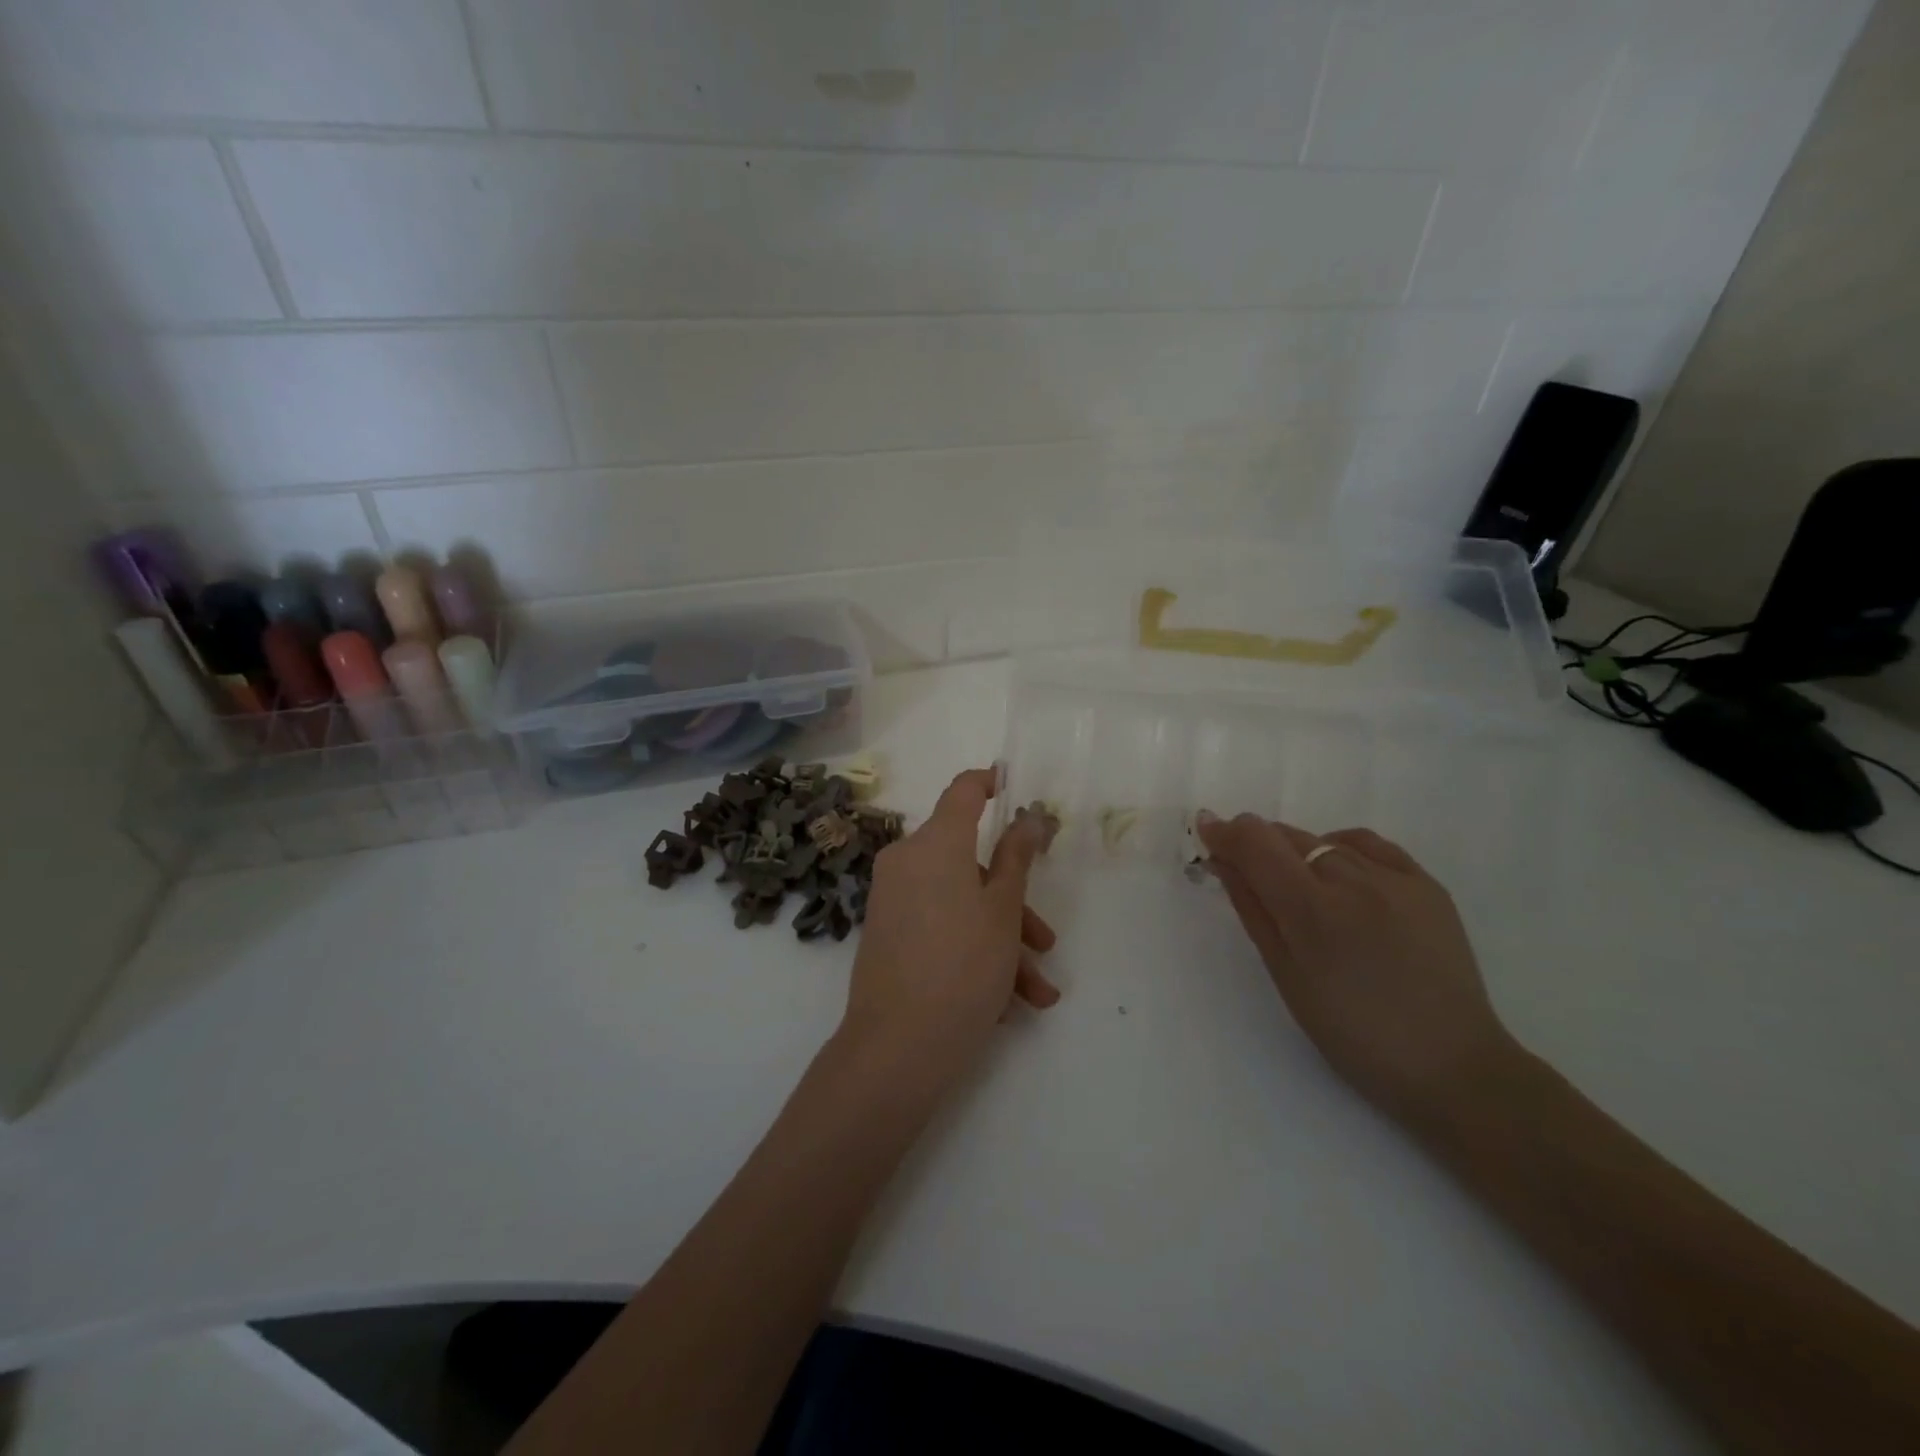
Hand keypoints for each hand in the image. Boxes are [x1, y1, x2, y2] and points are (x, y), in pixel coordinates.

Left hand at [839, 769, 1060, 1083]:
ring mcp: (893, 900)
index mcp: (934, 844)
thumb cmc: (962, 967)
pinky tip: (1006, 1003)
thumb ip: (1016, 858)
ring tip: (1036, 993)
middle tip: (1045, 941)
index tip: (1012, 786)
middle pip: (970, 864)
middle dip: (1013, 903)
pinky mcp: (887, 935)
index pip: (963, 791)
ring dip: (1001, 941)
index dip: (989, 782)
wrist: (896, 1048)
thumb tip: (1028, 817)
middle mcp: (907, 862)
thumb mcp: (1002, 911)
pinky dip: (972, 952)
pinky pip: (939, 928)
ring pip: (960, 904)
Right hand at [1197, 812, 1515, 1121]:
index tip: (1206, 829)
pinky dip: (1341, 849)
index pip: (1256, 844)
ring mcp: (1395, 879)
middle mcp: (1353, 881)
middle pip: (1288, 837)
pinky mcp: (1427, 884)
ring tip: (1297, 887)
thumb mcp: (1286, 976)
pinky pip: (1369, 845)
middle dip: (1257, 844)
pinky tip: (1338, 873)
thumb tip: (1223, 862)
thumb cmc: (1351, 1033)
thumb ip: (1252, 910)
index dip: (1225, 831)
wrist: (1450, 1065)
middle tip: (1244, 868)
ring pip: (1326, 841)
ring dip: (1298, 853)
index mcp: (1312, 911)